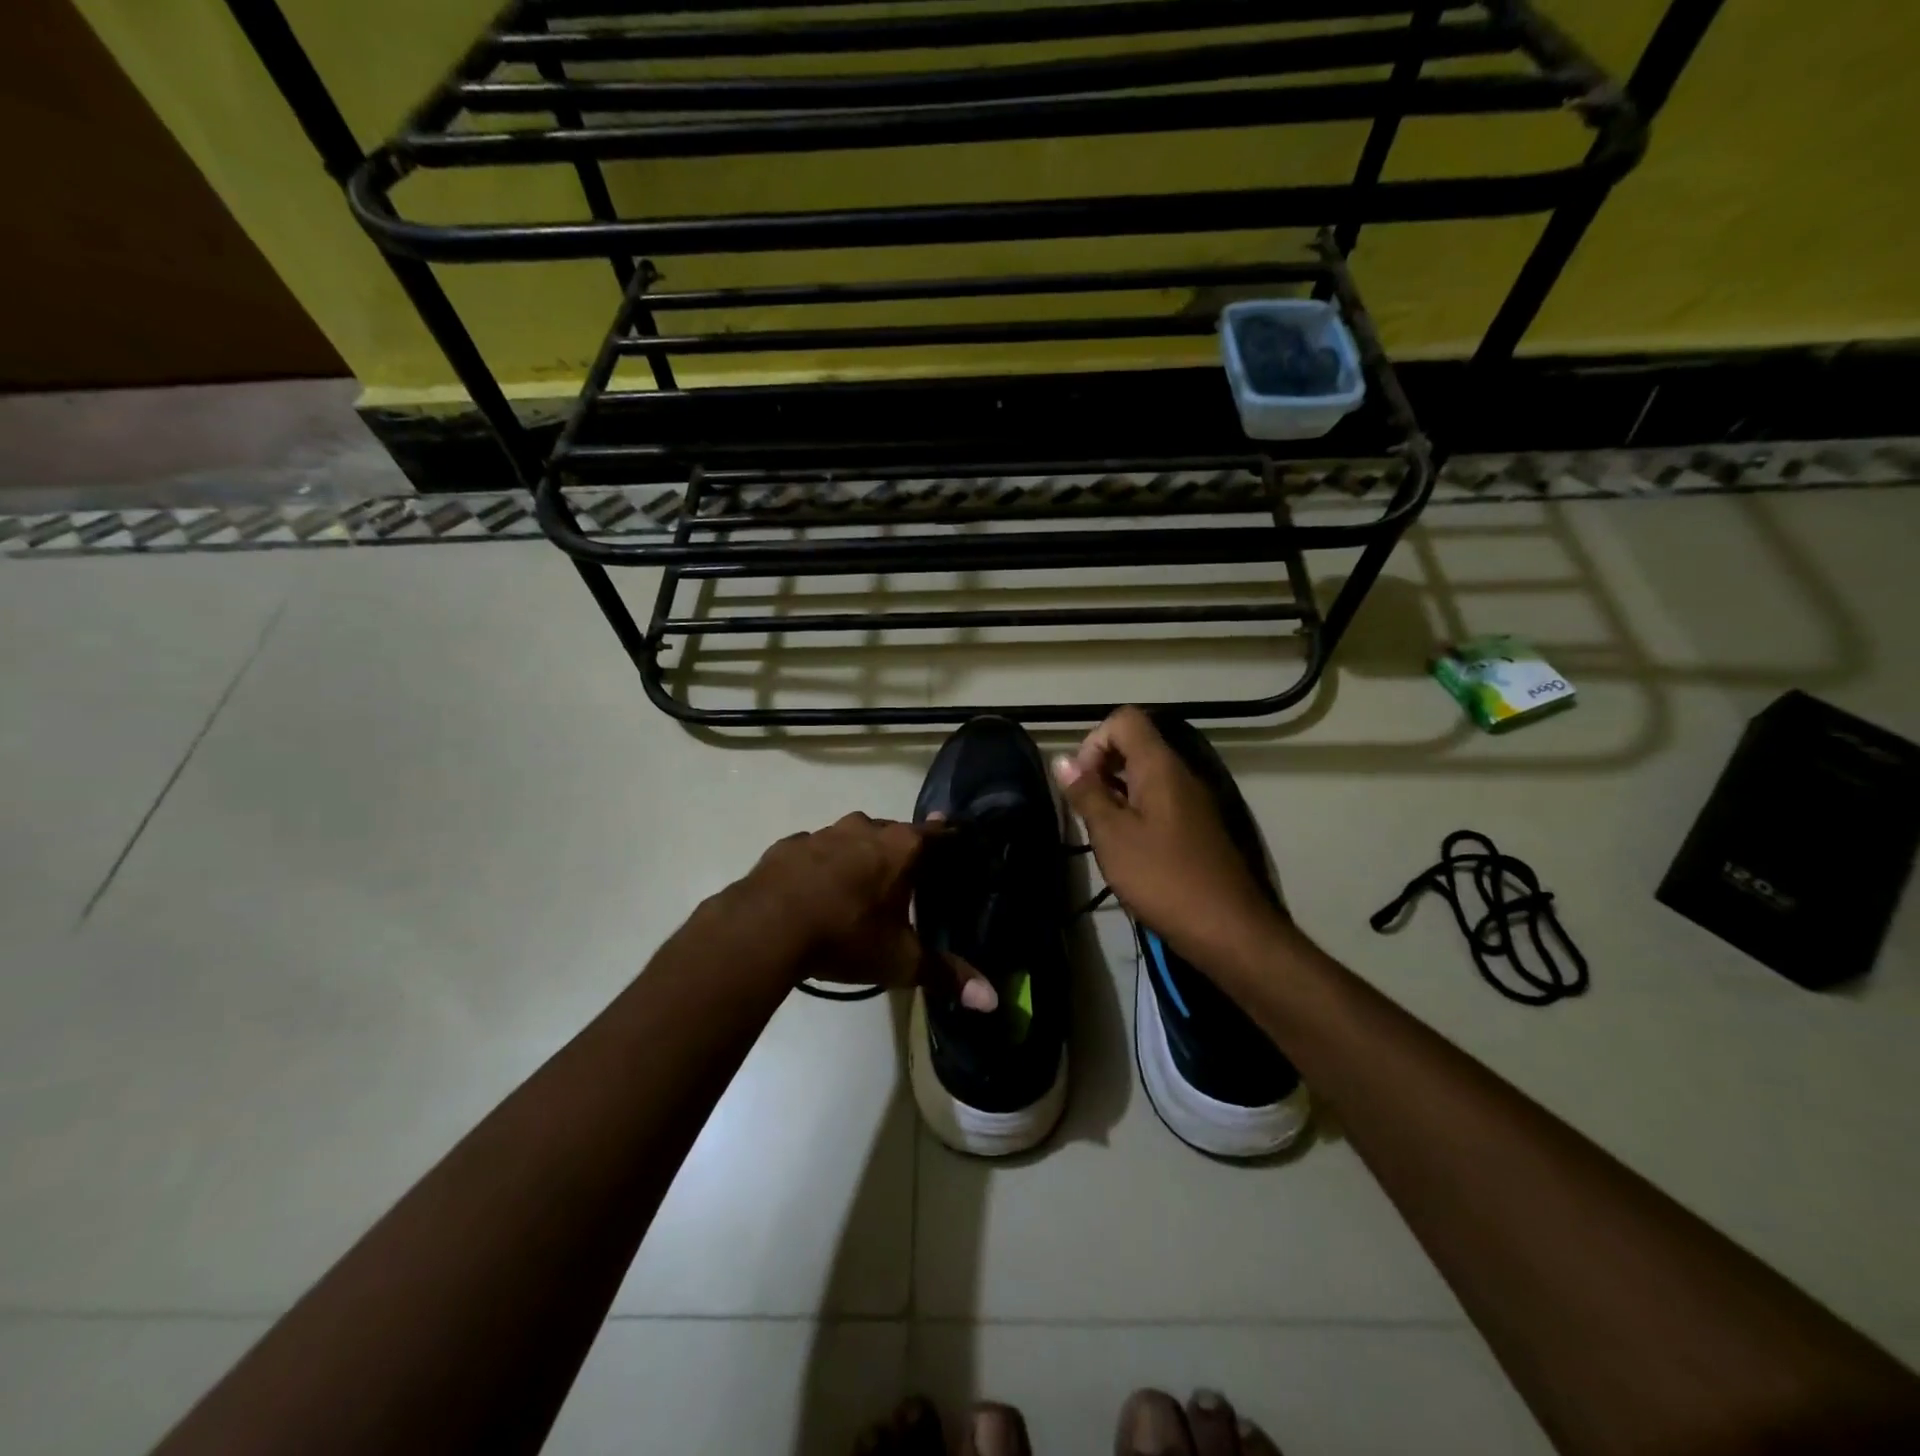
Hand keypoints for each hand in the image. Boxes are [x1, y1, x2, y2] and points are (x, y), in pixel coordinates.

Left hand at [730, 813, 996, 1007]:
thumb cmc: (845, 935)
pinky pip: (816, 851)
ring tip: (862, 886)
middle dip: (904, 851)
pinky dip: (823, 865)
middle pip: (896, 832)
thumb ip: (946, 975)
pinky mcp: (789, 845)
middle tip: (910, 877)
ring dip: (861, 855)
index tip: (961, 843)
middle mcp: (865, 828)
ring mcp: (824, 833)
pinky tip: (817, 891)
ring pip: (854, 838)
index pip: (939, 834)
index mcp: (901, 847)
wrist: (764, 927)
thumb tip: (992, 1002)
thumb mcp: (900, 961)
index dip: (952, 839)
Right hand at [1052, 706, 1282, 967]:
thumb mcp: (1112, 836)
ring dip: (1115, 791)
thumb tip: (1062, 759)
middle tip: (1085, 807)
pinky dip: (1134, 811)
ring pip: (1145, 774)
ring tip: (1100, 830)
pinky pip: (1158, 800)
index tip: (1081, 781)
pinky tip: (1125, 847)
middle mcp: (1179, 774)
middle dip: (1101, 766)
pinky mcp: (1196, 826)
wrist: (1227, 928)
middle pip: (1135, 744)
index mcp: (1160, 767)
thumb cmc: (1163, 878)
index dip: (1094, 741)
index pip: (1124, 720)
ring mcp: (1191, 801)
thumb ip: (1086, 794)